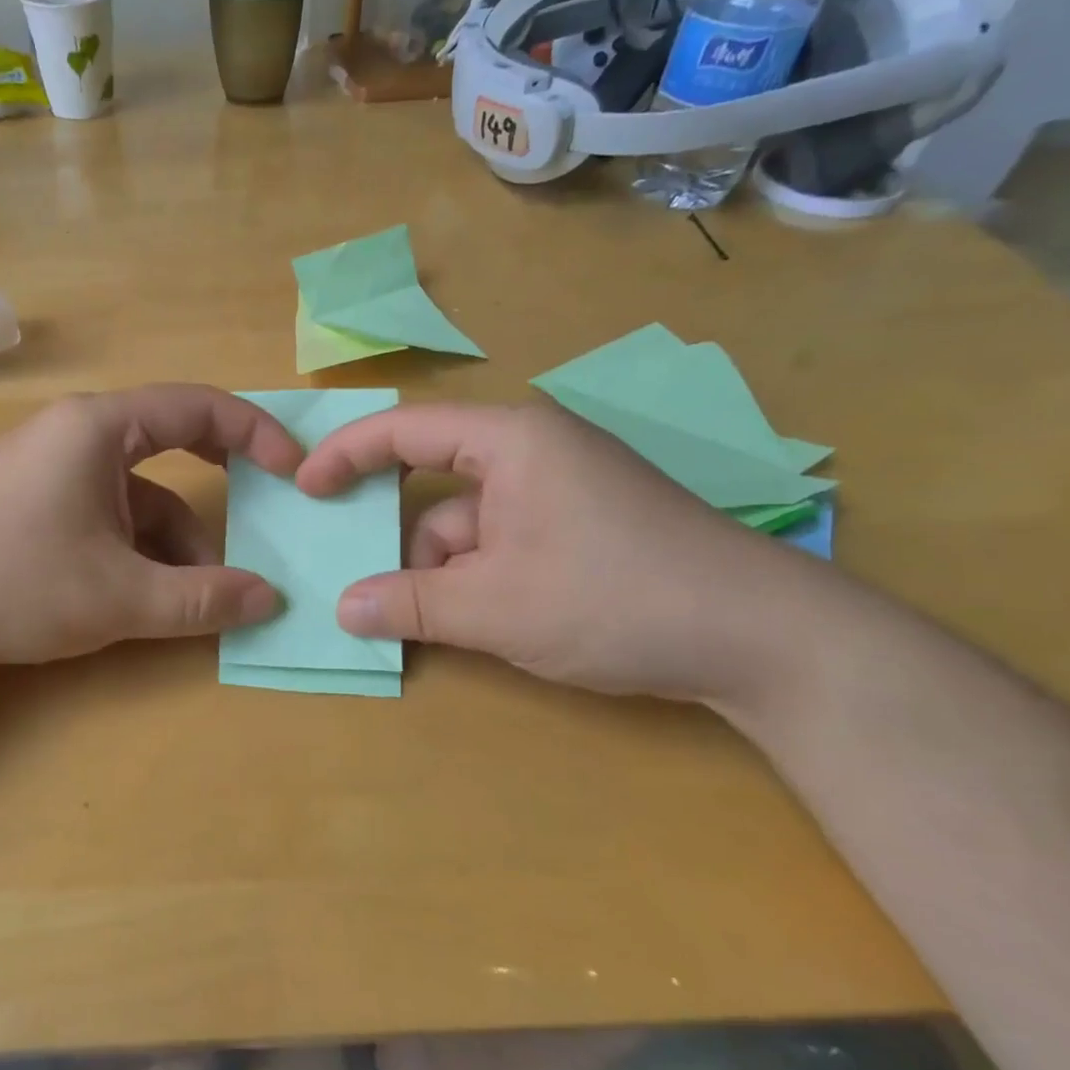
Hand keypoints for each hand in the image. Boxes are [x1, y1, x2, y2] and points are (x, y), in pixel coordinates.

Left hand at [0, 385, 303, 672]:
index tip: (296, 473)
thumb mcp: (118, 596)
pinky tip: (149, 598)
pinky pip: (107, 516)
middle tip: (264, 523)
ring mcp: (52, 470)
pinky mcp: (35, 505)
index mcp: (100, 427)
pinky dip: (137, 552)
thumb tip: (270, 599)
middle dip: (218, 493)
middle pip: (172, 448)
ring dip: (175, 543)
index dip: (257, 434)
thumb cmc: (9, 583)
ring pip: (139, 496)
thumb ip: (202, 598)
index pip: (200, 406)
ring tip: (199, 599)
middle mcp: (77, 435)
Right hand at [294, 402, 803, 704]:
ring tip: (442, 626)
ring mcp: (561, 493)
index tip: (304, 487)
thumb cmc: (617, 599)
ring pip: (469, 525)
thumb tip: (342, 609)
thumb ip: (410, 605)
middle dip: (401, 537)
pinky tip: (482, 625)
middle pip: (435, 484)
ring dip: (443, 573)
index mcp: (511, 440)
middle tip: (361, 576)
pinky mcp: (581, 530)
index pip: (405, 428)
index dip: (346, 453)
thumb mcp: (497, 607)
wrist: (764, 641)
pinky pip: (503, 544)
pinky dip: (480, 581)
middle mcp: (533, 453)